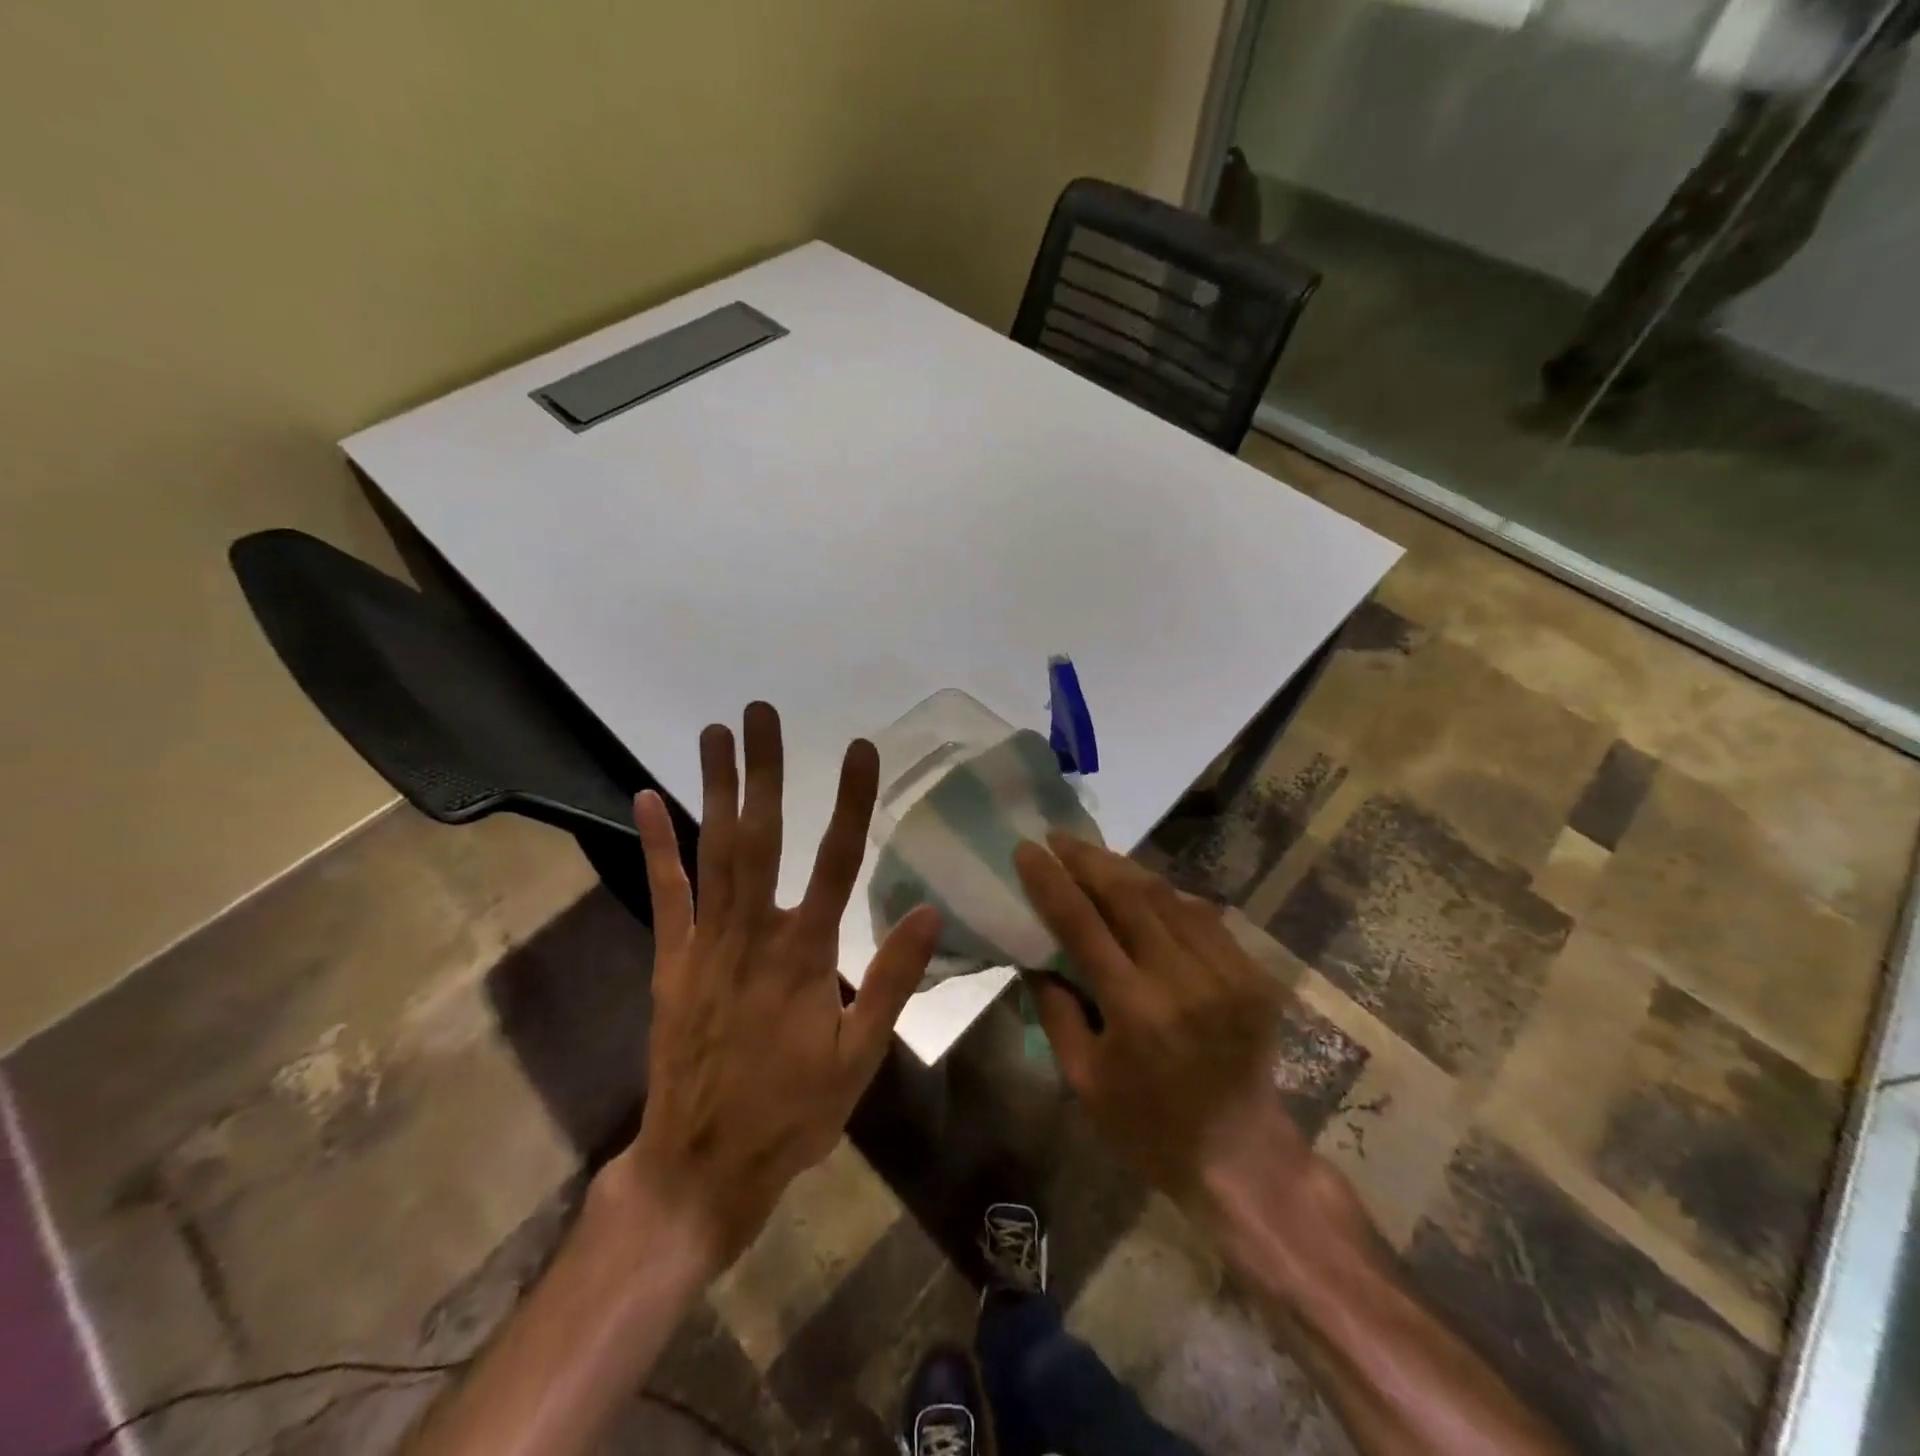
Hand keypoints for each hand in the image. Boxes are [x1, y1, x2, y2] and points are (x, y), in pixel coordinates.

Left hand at [603, 702, 940, 1269]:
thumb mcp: (859, 1058)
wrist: (701, 1168)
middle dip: (764, 771)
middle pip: (760, 838)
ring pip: (712, 852)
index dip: (852, 801)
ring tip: (715, 733)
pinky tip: (646, 799)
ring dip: (714, 789)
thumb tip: (929, 911)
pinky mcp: (671, 961)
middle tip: (762, 714)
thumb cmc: (792, 1113)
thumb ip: (890, 980)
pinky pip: (664, 894)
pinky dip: (655, 845)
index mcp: (806, 954)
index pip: (837, 862)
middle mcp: (753, 934)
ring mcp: (705, 943)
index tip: (861, 748)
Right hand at [1013, 834, 1308, 1202]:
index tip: (1026, 849)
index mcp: (1136, 1010)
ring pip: (1167, 896)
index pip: (1082, 924)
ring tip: (1093, 854)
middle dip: (1088, 858)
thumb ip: (1054, 1007)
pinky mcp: (1253, 974)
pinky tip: (1142, 888)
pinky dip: (1166, 896)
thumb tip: (1035, 950)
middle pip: (1128, 894)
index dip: (1050, 881)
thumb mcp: (1082, 1078)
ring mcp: (1227, 972)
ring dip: (1125, 869)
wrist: (1242, 1156)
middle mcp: (1184, 979)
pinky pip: (1201, 916)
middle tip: (1058, 837)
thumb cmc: (1147, 1127)